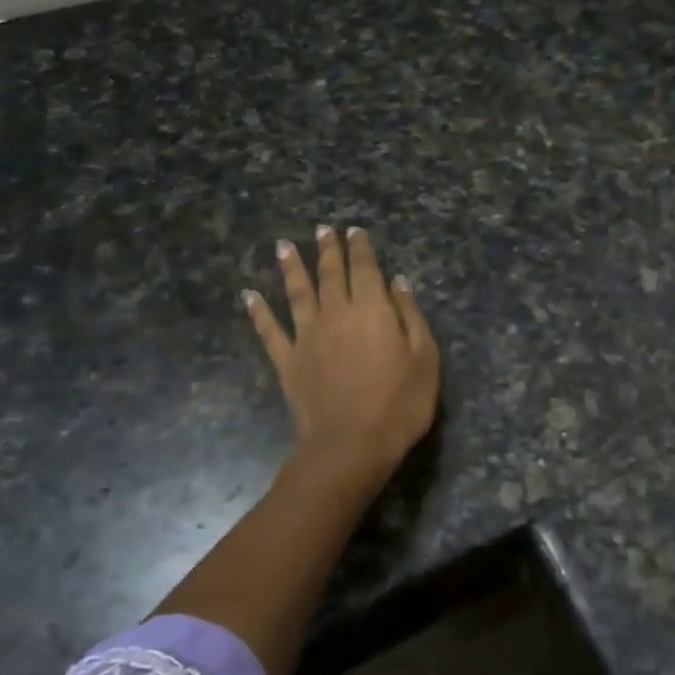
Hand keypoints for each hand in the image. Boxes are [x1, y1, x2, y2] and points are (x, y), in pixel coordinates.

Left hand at [246, 226, 439, 481]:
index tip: (353, 230)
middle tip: (322, 229)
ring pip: (297, 293)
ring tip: (284, 246)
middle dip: (327, 249)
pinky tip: (249, 296)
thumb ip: (410, 316)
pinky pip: (270, 331)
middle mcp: (336, 314)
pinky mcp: (288, 362)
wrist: (352, 445)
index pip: (365, 269)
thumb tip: (398, 283)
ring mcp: (307, 337)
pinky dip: (259, 312)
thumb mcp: (424, 358)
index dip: (360, 248)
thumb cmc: (400, 403)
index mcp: (372, 310)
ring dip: (291, 267)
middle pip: (330, 274)